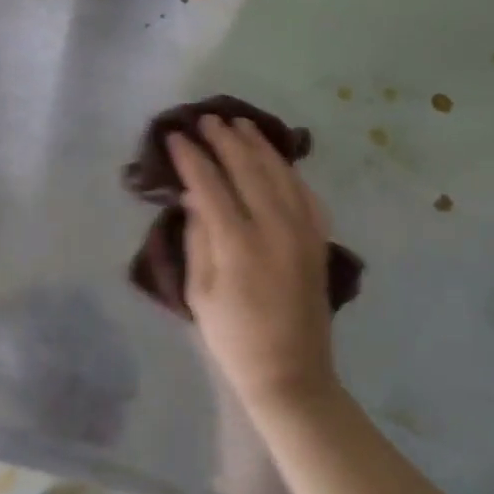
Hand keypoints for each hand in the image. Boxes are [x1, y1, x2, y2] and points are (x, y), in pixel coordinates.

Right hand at [169, 116, 336, 415]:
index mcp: (238, 243)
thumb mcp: (199, 290)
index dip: (190, 157)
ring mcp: (303, 231)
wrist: (291, 374)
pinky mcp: (318, 239)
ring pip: (279, 172)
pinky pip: (304, 191)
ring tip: (238, 124)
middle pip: (247, 168)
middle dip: (223, 139)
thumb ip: (198, 236)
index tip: (174, 136)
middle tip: (204, 120)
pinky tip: (274, 157)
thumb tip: (194, 194)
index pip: (210, 183)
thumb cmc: (233, 337)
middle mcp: (275, 228)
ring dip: (257, 144)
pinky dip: (287, 168)